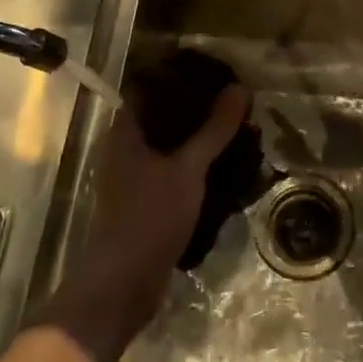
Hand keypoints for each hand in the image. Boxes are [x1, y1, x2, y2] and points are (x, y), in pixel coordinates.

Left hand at [44, 85, 248, 361]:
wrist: (123, 284)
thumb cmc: (149, 216)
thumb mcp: (188, 169)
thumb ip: (214, 130)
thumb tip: (239, 88)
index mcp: (124, 132)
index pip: (152, 91)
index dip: (182, 80)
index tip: (216, 77)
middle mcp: (123, 150)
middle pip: (164, 120)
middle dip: (198, 114)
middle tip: (234, 107)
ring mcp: (132, 179)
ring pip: (170, 149)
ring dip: (199, 143)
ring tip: (235, 135)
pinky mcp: (143, 203)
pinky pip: (172, 173)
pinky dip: (195, 168)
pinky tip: (223, 169)